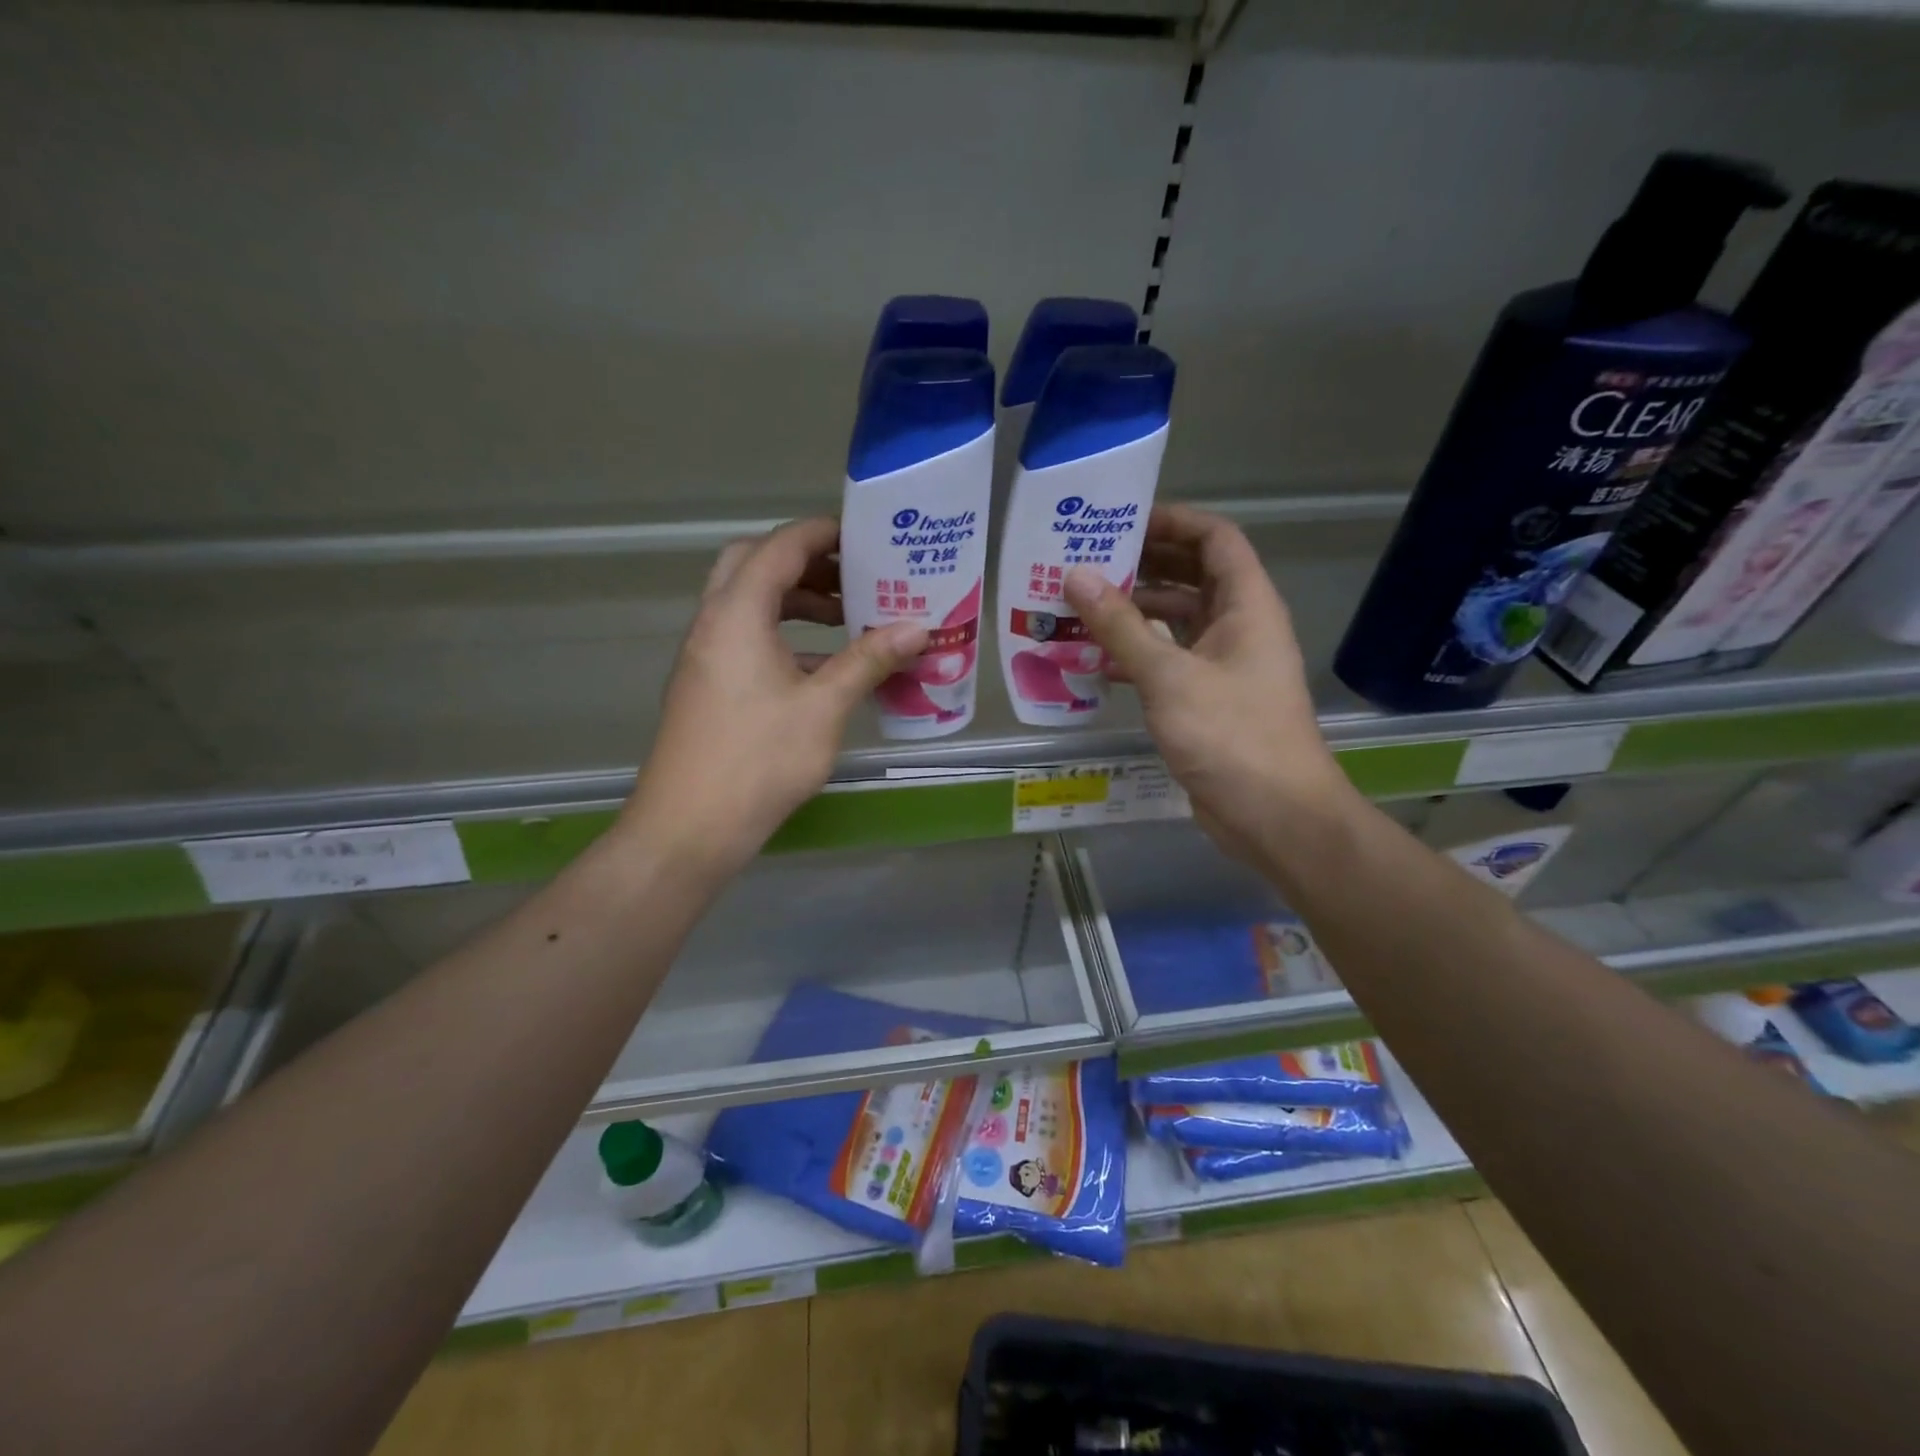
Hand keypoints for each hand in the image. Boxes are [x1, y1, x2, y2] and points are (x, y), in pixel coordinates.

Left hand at [623, 518, 927, 878]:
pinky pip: (745, 638)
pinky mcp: (706, 686)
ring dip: (793, 601)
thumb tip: (918, 628)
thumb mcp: (824, 707)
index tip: (864, 536)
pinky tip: (822, 668)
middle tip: (850, 575)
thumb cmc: (758, 760)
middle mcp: (713, 624)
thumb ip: (868, 660)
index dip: (821, 533)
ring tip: (845, 618)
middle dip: (804, 563)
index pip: (779, 547)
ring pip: (747, 604)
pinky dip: (782, 636)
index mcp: (737, 614)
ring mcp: (704, 656)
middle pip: (753, 565)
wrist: (689, 827)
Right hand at [1064, 505, 1354, 861]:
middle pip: (1193, 577)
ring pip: (1178, 622)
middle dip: (1144, 566)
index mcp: (1247, 606)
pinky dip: (1137, 656)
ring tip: (1081, 610)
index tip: (1121, 521)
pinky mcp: (1209, 700)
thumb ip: (1121, 625)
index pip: (1215, 539)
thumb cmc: (1229, 734)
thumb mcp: (1168, 675)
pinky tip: (1096, 665)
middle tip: (1087, 564)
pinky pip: (1170, 662)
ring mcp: (1226, 665)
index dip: (1173, 522)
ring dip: (1135, 614)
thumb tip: (1076, 575)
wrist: (1274, 814)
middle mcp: (1240, 627)